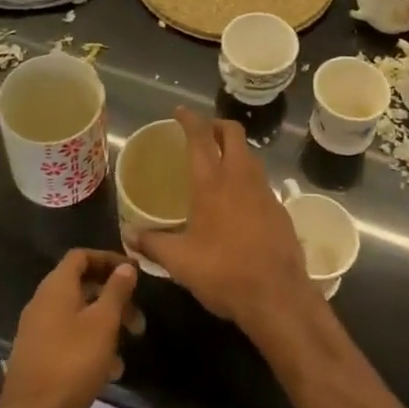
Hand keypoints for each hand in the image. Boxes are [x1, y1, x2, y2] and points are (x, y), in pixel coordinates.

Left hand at [0, 249, 138, 407]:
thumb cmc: (71, 365)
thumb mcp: (103, 323)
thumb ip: (116, 291)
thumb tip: (126, 266)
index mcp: (55, 288)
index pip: (81, 256)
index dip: (108, 259)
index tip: (134, 273)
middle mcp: (43, 304)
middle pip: (81, 286)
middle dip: (113, 297)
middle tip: (138, 318)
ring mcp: (38, 334)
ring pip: (78, 316)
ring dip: (106, 325)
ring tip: (129, 346)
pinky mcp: (39, 360)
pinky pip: (70, 341)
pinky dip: (91, 347)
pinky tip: (111, 372)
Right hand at [135, 108, 322, 341]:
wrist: (277, 295)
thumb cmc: (223, 273)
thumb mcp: (180, 262)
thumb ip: (153, 244)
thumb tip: (129, 235)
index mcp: (211, 182)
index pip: (200, 136)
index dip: (189, 119)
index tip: (180, 112)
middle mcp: (239, 176)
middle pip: (233, 132)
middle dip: (217, 125)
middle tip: (202, 133)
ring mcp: (264, 190)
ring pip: (249, 153)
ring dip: (234, 149)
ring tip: (218, 163)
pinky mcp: (279, 207)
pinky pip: (260, 179)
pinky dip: (247, 176)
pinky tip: (238, 199)